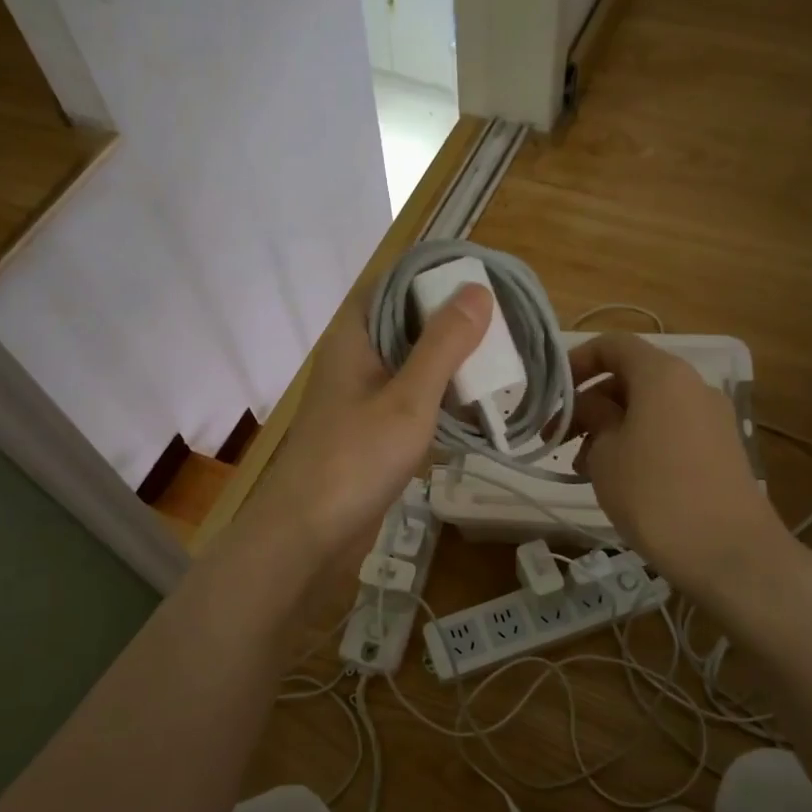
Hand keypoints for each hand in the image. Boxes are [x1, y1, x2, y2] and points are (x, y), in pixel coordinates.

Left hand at [244, 283, 491, 569]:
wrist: (307, 534)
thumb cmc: (355, 460)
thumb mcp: (409, 399)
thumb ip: (443, 345)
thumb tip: (478, 289)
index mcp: (355, 336)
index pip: (395, 283)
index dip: (436, 277)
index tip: (484, 281)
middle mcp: (355, 358)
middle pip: (406, 322)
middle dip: (452, 322)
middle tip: (504, 326)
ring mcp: (360, 396)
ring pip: (410, 363)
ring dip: (449, 363)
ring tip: (499, 362)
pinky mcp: (369, 431)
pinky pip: (409, 400)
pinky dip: (439, 398)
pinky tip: (473, 409)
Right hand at [570, 334, 792, 597]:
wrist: (726, 550)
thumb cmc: (653, 494)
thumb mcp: (606, 453)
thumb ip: (592, 417)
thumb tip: (589, 404)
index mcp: (662, 374)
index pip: (613, 345)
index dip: (577, 362)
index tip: (552, 394)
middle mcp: (692, 385)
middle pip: (631, 377)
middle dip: (591, 402)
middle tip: (558, 438)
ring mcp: (711, 417)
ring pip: (649, 407)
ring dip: (612, 426)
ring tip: (583, 466)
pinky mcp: (720, 447)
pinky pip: (670, 429)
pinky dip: (639, 440)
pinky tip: (619, 477)